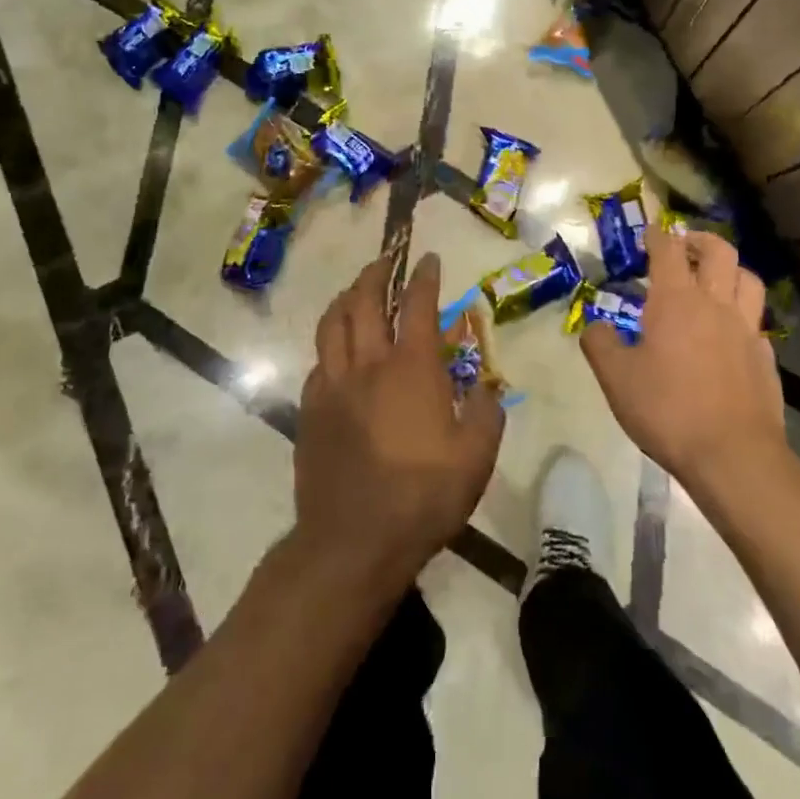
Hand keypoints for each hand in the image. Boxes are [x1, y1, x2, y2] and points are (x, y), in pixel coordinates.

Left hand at [294, 253, 503, 595]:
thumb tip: (489, 387)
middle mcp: (369, 364)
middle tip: (386, 259)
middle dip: (376, 273)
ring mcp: (333, 385)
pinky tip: (337, 350)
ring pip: (332, 324)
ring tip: (355, 290)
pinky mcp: (310, 410)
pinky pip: (318, 361)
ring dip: (345, 298)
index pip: (418, 305)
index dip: (424, 277)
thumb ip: (487, 413)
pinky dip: (330, 343)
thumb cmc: (424, 496)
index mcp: (412, 368)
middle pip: (365, 302)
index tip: (429, 258)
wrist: (354, 540)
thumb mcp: (476, 457)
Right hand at [579, 227, 786, 488]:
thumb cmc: (667, 409)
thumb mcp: (616, 378)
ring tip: (715, 278)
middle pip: (718, 251)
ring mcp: (746, 329)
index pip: (668, 251)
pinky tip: (731, 331)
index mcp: (676, 300)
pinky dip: (743, 312)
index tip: (649, 231)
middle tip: (684, 246)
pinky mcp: (766, 357)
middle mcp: (715, 304)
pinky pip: (757, 320)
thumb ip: (599, 344)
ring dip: (730, 269)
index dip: (657, 235)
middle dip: (700, 240)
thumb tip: (596, 326)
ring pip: (748, 279)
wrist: (732, 455)